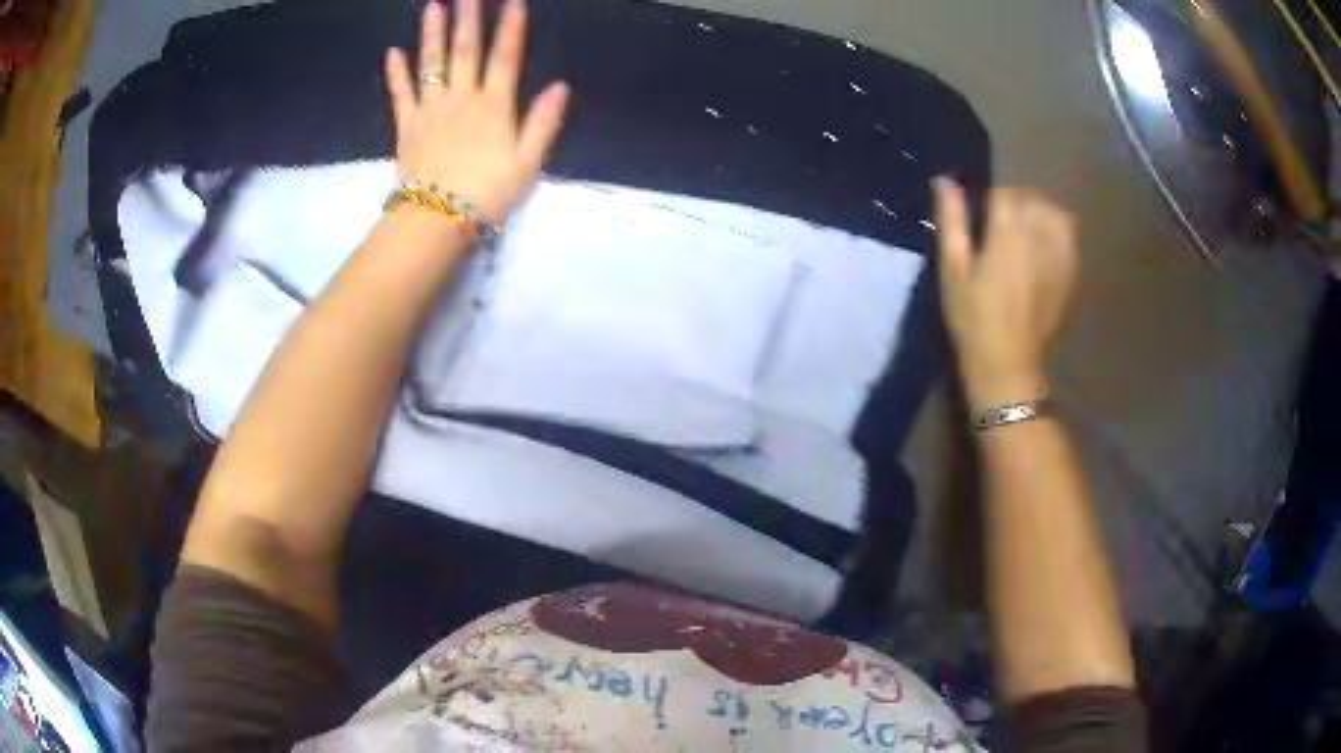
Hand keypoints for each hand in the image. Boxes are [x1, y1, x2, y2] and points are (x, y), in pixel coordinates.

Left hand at [385, 0, 568, 224]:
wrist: (437, 218)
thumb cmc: (487, 193)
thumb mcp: (528, 162)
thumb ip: (543, 122)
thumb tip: (560, 86)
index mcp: (494, 106)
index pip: (505, 58)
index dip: (510, 28)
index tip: (512, 1)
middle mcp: (462, 98)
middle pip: (465, 51)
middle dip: (468, 19)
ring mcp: (431, 109)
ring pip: (432, 63)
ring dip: (432, 33)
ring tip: (432, 6)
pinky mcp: (406, 125)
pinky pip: (401, 93)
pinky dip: (397, 72)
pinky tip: (393, 51)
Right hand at [933, 179, 1078, 409]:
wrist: (1009, 364)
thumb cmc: (973, 319)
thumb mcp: (953, 271)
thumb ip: (952, 222)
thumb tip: (945, 181)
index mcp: (1008, 233)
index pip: (1005, 193)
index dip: (991, 200)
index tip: (982, 218)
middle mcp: (1040, 237)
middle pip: (1033, 199)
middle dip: (1017, 203)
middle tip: (1002, 226)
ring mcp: (1061, 256)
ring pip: (1056, 214)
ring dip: (1041, 213)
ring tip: (1027, 231)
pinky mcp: (1071, 274)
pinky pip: (1070, 237)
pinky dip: (1058, 233)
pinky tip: (1045, 249)